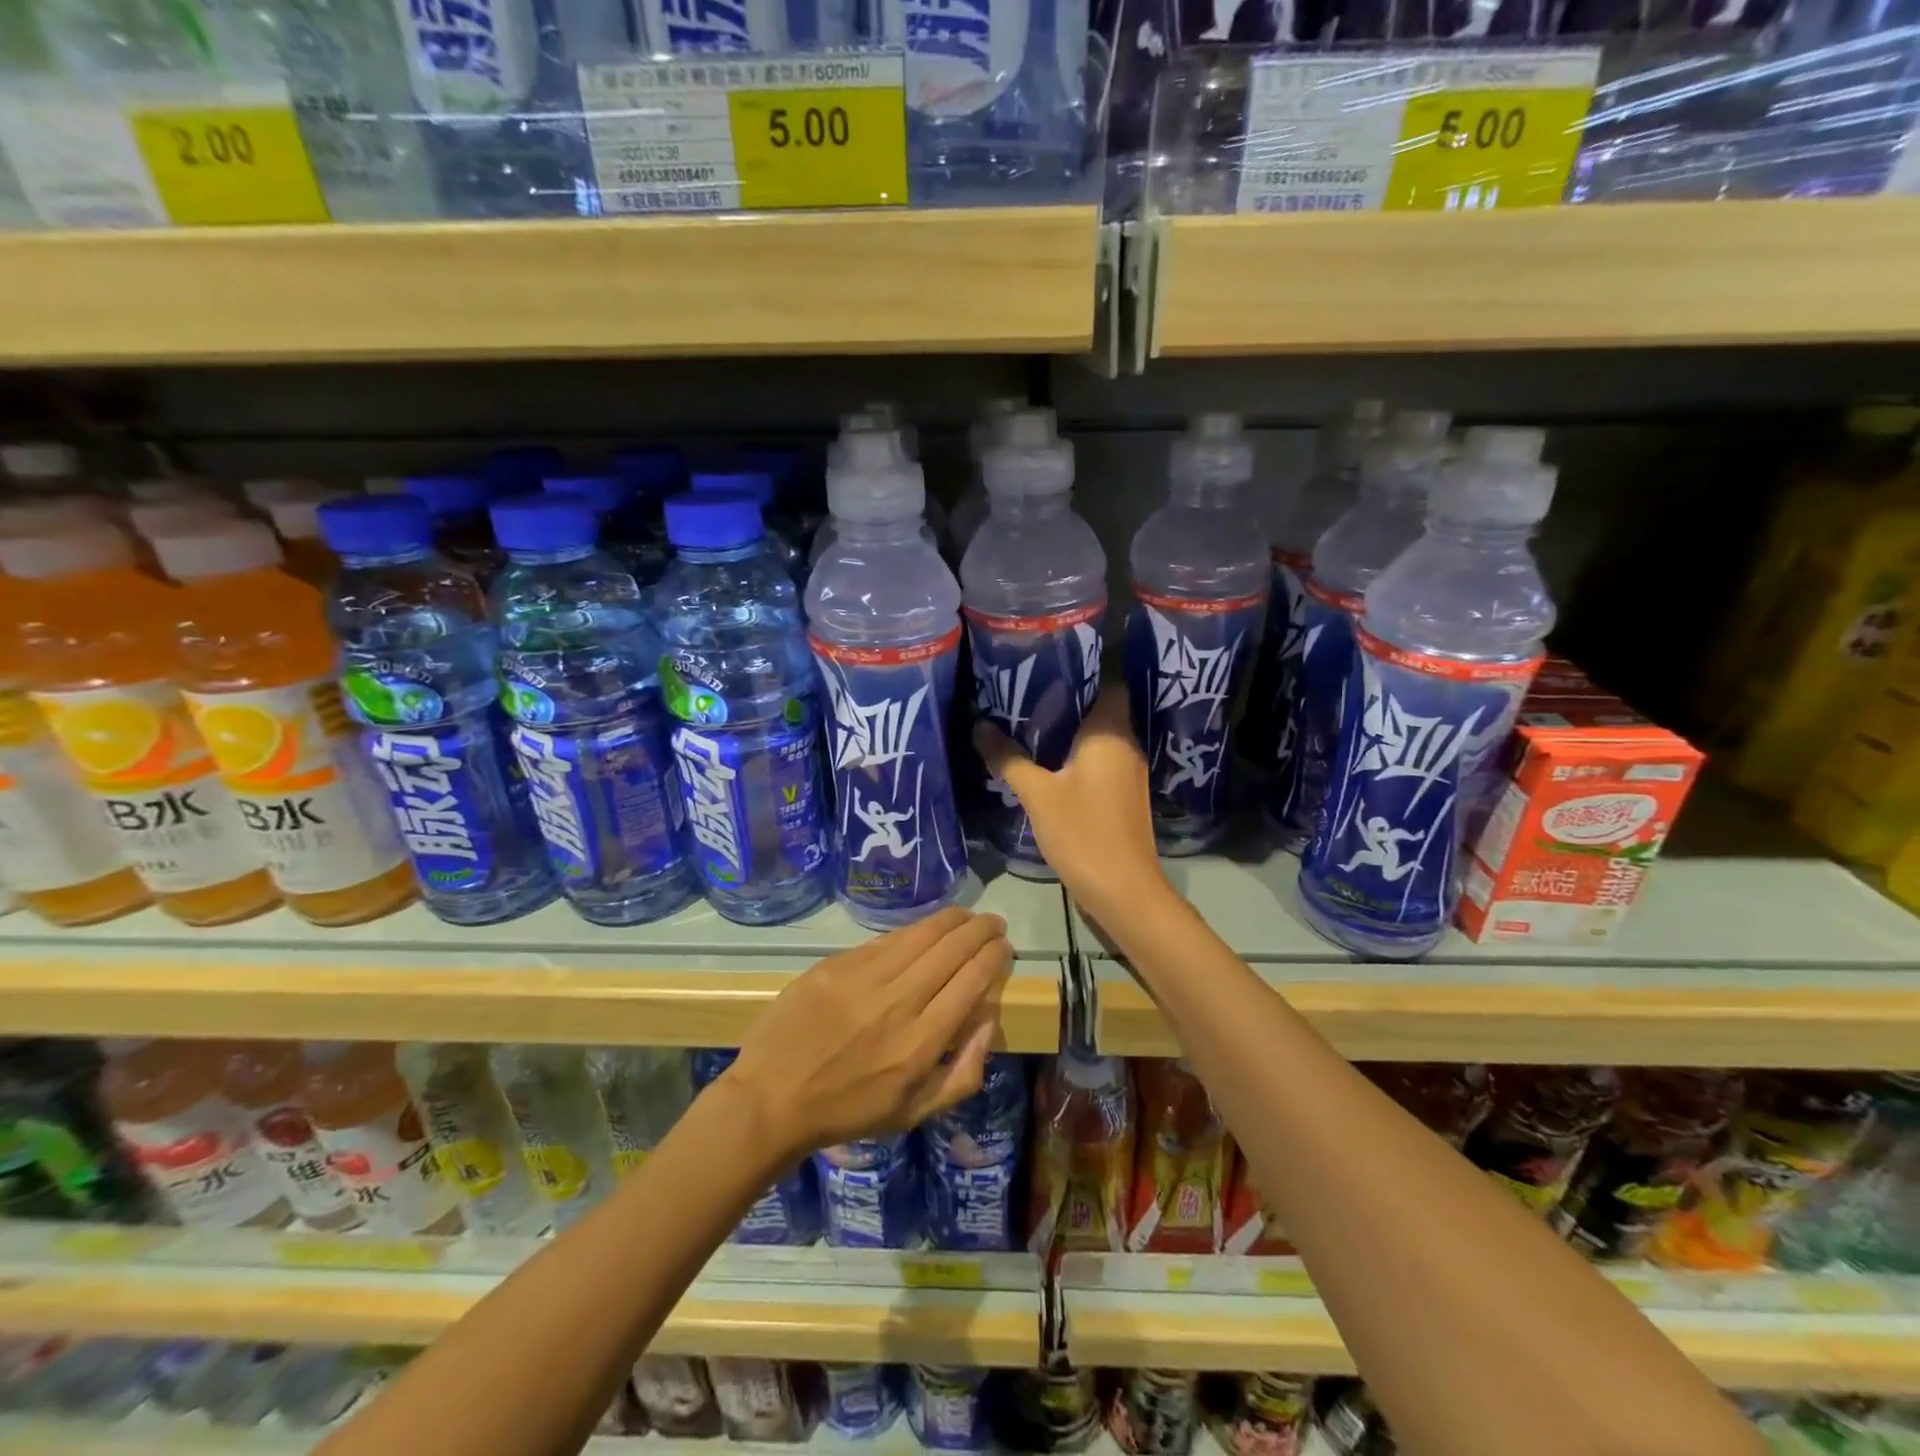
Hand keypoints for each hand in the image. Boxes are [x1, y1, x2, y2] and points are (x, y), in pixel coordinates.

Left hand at [726, 907, 1011, 1158]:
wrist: (772, 1098)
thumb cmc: (849, 1111)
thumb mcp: (915, 1112)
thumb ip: (963, 1072)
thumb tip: (990, 1021)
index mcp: (921, 1042)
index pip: (972, 981)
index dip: (993, 956)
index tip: (1004, 947)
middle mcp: (899, 1002)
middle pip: (952, 950)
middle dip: (981, 930)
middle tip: (994, 923)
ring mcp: (864, 978)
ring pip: (921, 934)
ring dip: (952, 920)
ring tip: (967, 915)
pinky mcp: (836, 965)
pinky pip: (885, 939)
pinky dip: (913, 930)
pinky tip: (924, 928)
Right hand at [974, 686, 1168, 920]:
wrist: (1123, 890)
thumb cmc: (1083, 832)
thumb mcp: (1038, 794)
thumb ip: (1009, 759)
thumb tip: (979, 726)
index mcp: (1110, 732)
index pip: (1107, 681)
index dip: (1081, 669)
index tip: (1045, 664)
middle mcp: (1125, 744)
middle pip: (1099, 707)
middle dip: (1065, 699)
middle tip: (1024, 691)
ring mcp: (1127, 771)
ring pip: (1097, 736)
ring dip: (1068, 729)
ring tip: (1028, 720)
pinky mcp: (1122, 794)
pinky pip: (1097, 759)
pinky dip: (1074, 754)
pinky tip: (1046, 760)